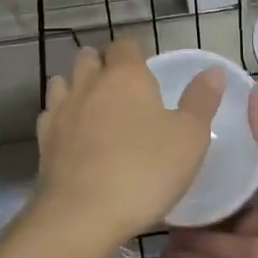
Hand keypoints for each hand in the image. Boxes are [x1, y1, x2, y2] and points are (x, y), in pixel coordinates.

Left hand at [33, 38, 222, 253]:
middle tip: (121, 87)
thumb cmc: (145, 171)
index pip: (126, 44)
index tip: (147, 70)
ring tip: (94, 105)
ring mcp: (62, 108)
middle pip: (90, 56)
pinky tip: (72, 132)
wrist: (83, 214)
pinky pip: (51, 112)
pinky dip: (61, 114)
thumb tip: (213, 71)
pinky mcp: (44, 137)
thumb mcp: (190, 138)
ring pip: (64, 79)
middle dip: (103, 63)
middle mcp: (90, 82)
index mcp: (126, 75)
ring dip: (77, 85)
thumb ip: (202, 101)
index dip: (136, 52)